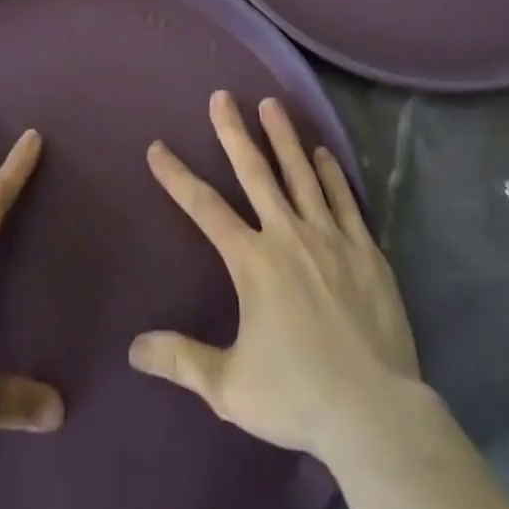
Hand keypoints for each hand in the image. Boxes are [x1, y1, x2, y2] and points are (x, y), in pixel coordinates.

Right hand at [128, 90, 421, 467]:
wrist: (374, 413)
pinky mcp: (364, 249)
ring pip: (301, 173)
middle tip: (222, 95)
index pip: (205, 208)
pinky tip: (323, 153)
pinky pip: (344, 199)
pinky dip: (331, 173)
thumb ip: (182, 360)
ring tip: (271, 104)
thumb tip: (134, 347)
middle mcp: (287, 234)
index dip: (177, 176)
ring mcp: (329, 237)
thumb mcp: (230, 387)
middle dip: (234, 131)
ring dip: (283, 137)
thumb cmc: (297, 397)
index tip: (158, 147)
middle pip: (255, 172)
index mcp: (253, 262)